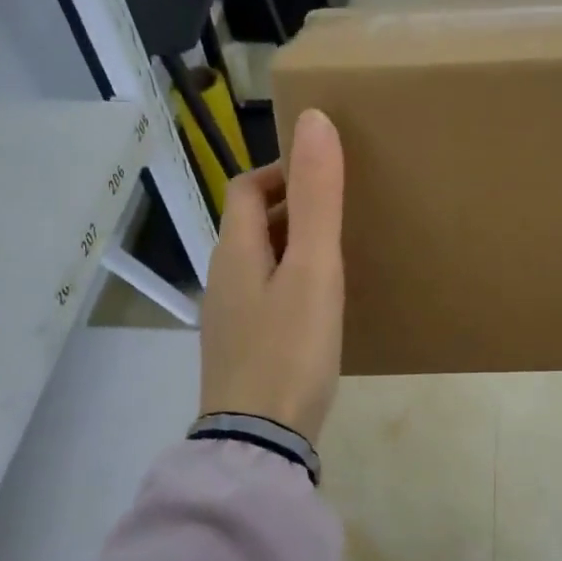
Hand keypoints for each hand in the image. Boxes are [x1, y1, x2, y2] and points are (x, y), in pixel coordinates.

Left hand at [198, 109, 344, 443]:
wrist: (260, 439)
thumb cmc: (289, 349)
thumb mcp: (313, 270)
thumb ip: (317, 199)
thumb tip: (314, 121)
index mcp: (233, 252)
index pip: (243, 188)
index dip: (280, 171)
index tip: (324, 174)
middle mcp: (222, 280)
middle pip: (248, 225)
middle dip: (288, 208)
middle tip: (339, 213)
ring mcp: (228, 319)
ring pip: (257, 264)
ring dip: (290, 248)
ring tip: (335, 256)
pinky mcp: (242, 350)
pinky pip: (263, 297)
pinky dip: (289, 284)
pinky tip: (318, 308)